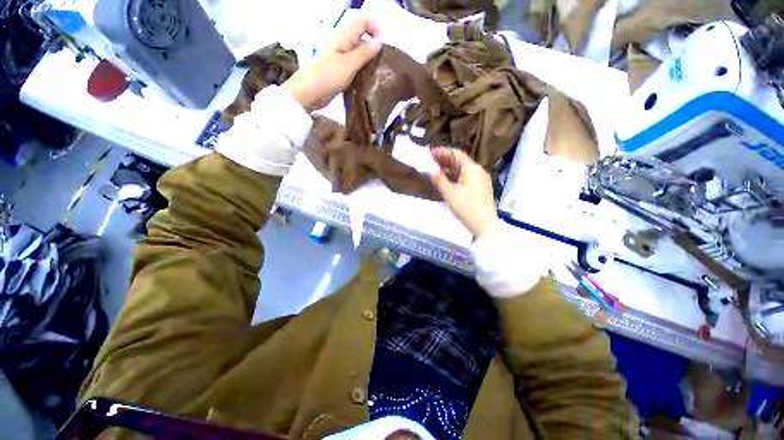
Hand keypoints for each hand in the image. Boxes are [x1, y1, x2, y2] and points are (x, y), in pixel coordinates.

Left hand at [283, 13, 382, 110]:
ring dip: (369, 60)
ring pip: (359, 52)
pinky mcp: (340, 71)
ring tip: (376, 74)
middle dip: (374, 46)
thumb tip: (380, 41)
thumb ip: (364, 53)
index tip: (381, 46)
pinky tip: (366, 80)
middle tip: (380, 64)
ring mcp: (341, 58)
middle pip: (362, 36)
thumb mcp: (348, 65)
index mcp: (344, 36)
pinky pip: (355, 66)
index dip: (374, 28)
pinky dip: (362, 70)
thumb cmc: (327, 77)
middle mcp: (343, 44)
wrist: (307, 94)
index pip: (362, 20)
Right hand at [429, 147, 497, 237]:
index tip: (429, 153)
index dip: (442, 152)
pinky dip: (456, 175)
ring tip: (436, 170)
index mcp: (471, 168)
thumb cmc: (466, 208)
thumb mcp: (449, 193)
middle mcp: (478, 170)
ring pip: (463, 169)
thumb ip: (438, 179)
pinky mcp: (481, 187)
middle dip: (445, 160)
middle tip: (430, 161)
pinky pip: (467, 176)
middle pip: (460, 160)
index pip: (456, 153)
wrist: (485, 225)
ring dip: (450, 168)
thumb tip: (428, 168)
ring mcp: (481, 179)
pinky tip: (448, 180)